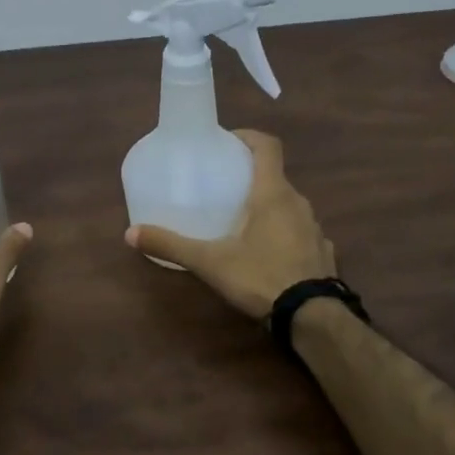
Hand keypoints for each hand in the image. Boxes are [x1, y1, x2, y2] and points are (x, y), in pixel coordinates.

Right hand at [125, 130, 334, 318]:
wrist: (313, 317)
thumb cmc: (261, 277)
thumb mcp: (210, 262)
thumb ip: (171, 245)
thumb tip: (130, 233)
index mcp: (273, 194)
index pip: (268, 146)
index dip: (248, 137)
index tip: (227, 142)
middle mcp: (299, 203)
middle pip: (275, 177)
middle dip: (250, 177)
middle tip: (224, 188)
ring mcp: (315, 228)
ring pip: (289, 206)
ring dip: (268, 207)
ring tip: (242, 222)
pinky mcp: (323, 252)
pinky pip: (301, 232)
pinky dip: (284, 233)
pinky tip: (268, 254)